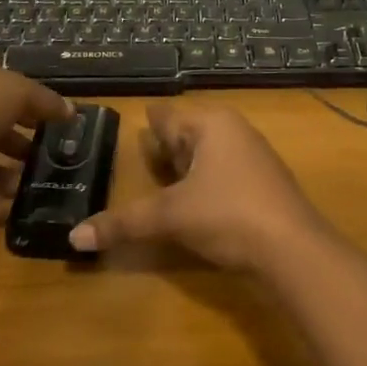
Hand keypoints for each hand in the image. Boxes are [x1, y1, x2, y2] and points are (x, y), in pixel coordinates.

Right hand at [70, 103, 322, 269]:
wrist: (293, 249)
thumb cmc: (228, 214)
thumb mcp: (171, 217)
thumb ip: (124, 223)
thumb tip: (74, 237)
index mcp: (211, 124)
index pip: (168, 117)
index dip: (150, 121)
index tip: (136, 116)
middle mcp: (234, 131)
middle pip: (190, 133)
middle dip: (168, 145)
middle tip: (143, 150)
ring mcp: (254, 157)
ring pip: (210, 154)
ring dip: (188, 166)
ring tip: (165, 175)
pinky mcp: (265, 184)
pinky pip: (225, 173)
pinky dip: (206, 181)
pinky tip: (197, 199)